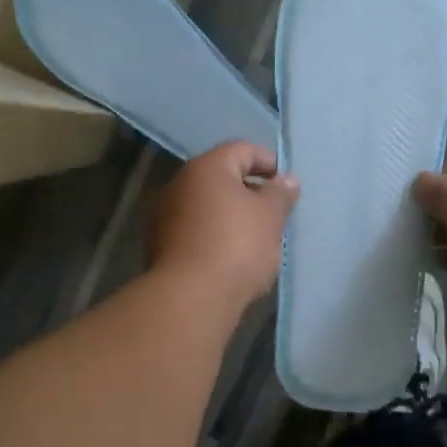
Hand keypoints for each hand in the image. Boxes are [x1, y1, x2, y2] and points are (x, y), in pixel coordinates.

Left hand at [149, 141, 297, 309]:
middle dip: (250, 191)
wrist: (191, 297)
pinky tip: (231, 257)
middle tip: (274, 214)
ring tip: (255, 238)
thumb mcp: (270, 217)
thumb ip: (280, 194)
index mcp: (207, 167)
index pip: (243, 149)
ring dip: (230, 215)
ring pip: (206, 205)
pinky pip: (195, 229)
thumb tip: (286, 179)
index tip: (287, 187)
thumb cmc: (237, 247)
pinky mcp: (160, 245)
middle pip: (221, 177)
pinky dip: (214, 235)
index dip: (269, 163)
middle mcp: (179, 183)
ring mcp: (165, 215)